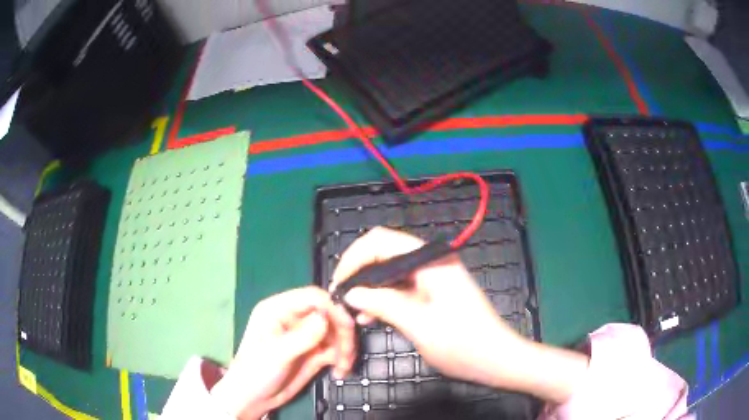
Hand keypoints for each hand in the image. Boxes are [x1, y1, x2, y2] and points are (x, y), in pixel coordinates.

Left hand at [210, 286, 355, 419]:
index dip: (332, 308)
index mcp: (279, 309)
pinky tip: (340, 372)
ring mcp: (306, 336)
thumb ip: (302, 336)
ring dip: (345, 348)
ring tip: (343, 367)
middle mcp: (295, 319)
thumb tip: (327, 317)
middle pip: (329, 314)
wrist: (253, 398)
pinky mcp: (314, 352)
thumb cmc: (255, 371)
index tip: (347, 326)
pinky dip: (342, 359)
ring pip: (336, 332)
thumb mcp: (276, 354)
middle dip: (342, 332)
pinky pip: (336, 349)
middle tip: (347, 353)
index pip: (312, 297)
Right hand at [331, 227, 588, 402]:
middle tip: (341, 298)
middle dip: (360, 272)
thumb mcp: (419, 325)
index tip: (338, 284)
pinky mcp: (434, 293)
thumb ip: (383, 304)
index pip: (382, 241)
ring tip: (352, 311)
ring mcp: (434, 278)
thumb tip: (350, 294)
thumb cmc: (463, 344)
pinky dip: (384, 298)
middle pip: (385, 253)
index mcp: (431, 261)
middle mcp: (431, 262)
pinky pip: (401, 288)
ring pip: (391, 272)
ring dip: (370, 288)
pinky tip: (369, 317)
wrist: (498, 359)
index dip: (354, 258)